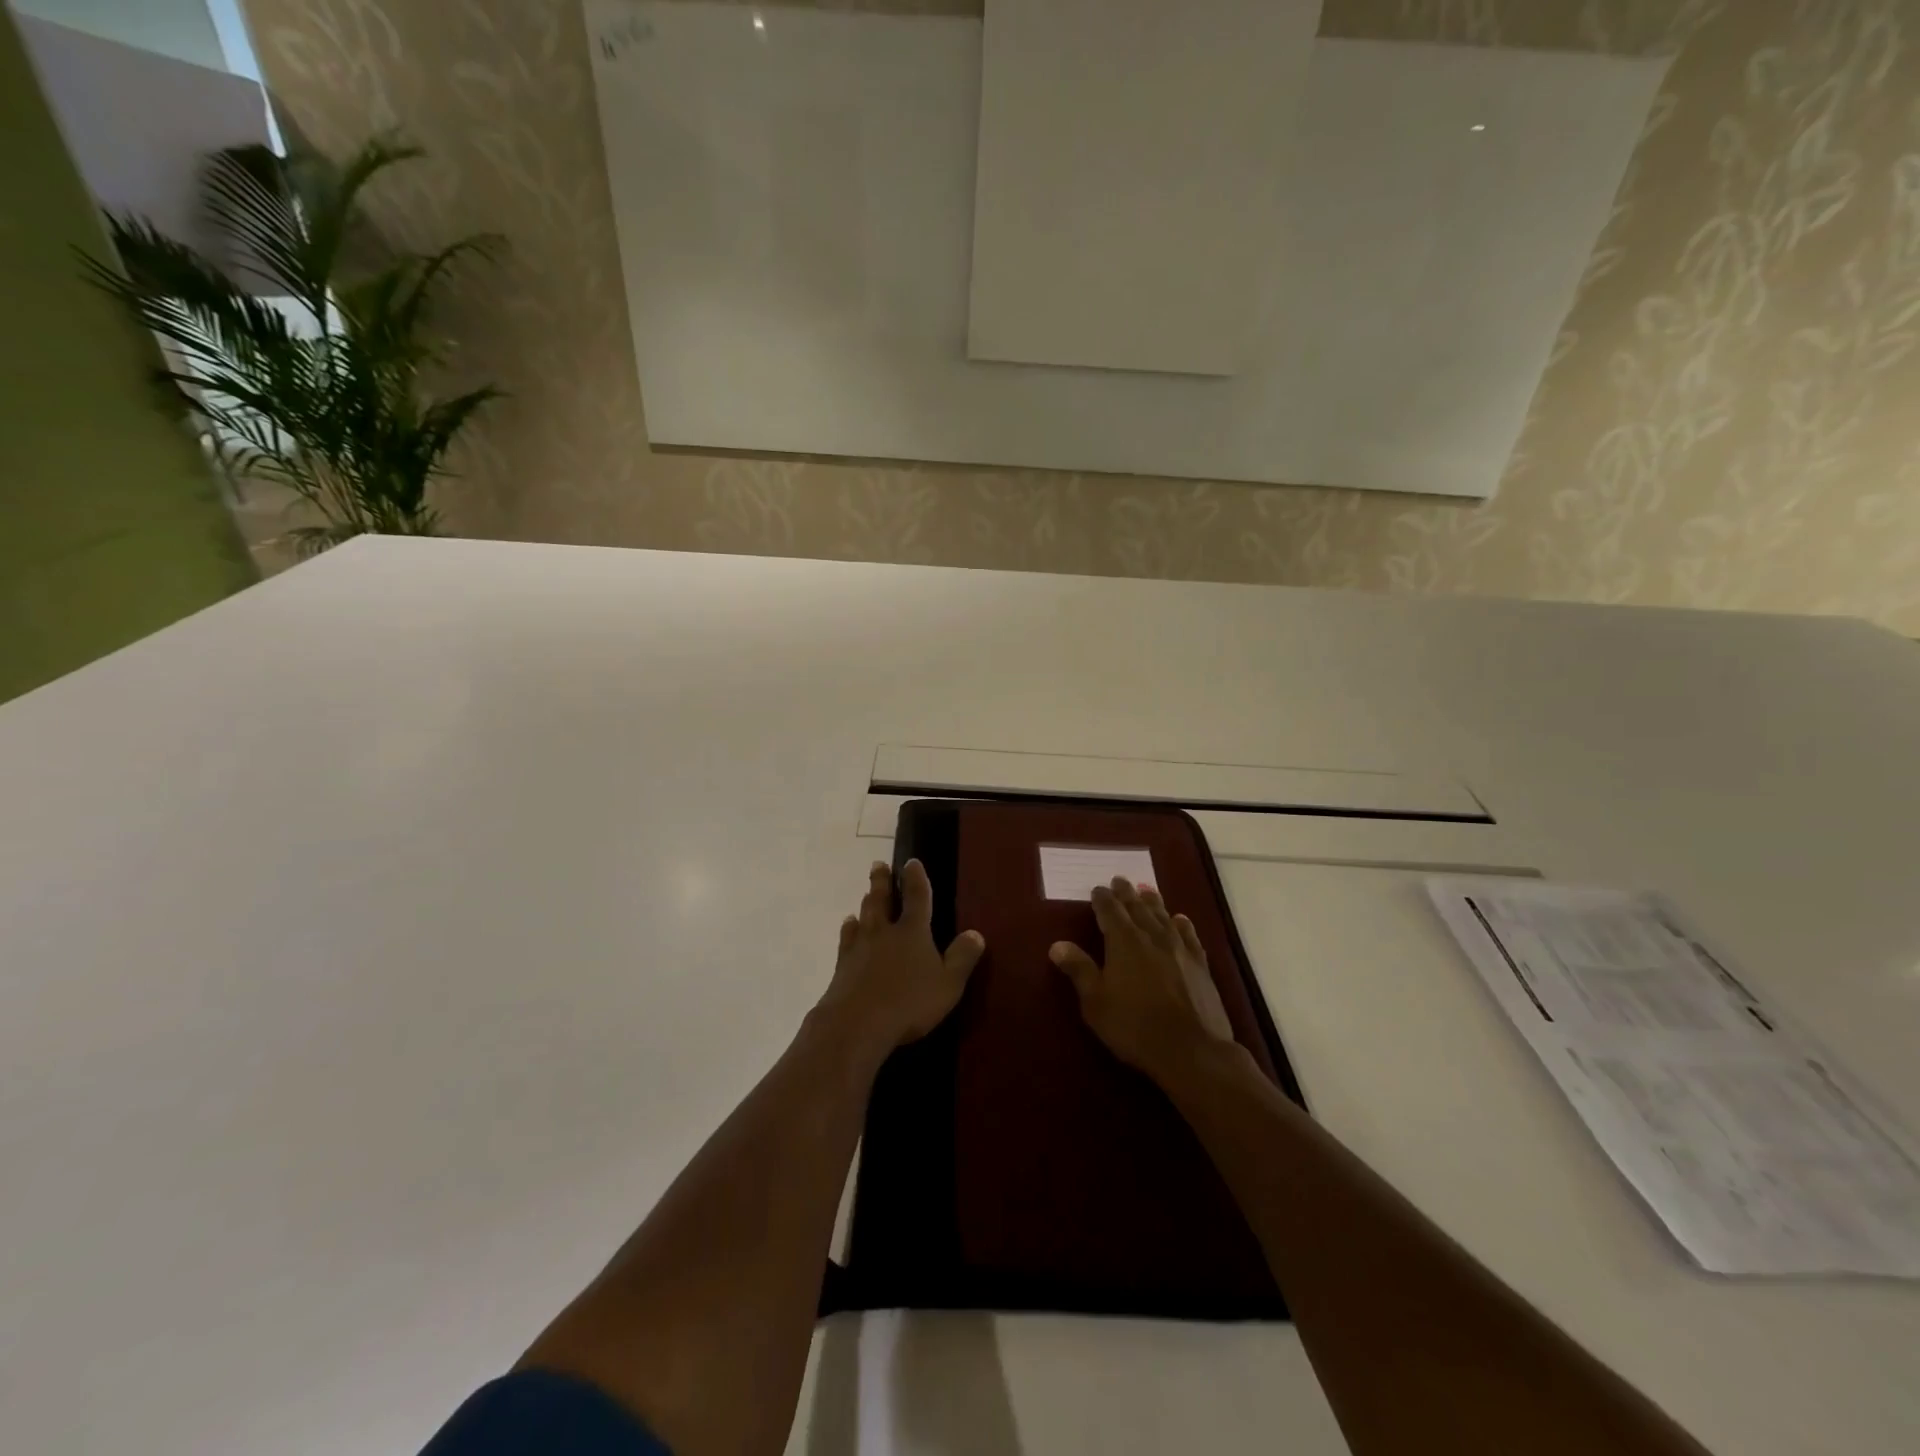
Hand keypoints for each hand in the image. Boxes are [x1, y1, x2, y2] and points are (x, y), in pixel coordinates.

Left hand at [816, 859, 986, 1056]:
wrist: (856, 1023)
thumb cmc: (909, 1003)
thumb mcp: (948, 984)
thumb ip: (962, 958)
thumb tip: (976, 933)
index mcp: (912, 932)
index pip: (916, 897)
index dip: (915, 878)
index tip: (911, 862)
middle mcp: (884, 932)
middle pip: (881, 900)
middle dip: (882, 881)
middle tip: (878, 865)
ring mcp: (860, 947)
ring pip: (863, 916)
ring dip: (866, 903)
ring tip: (865, 895)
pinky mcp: (842, 965)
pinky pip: (846, 939)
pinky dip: (848, 929)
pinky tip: (848, 927)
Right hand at [1050, 877, 1234, 1081]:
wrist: (1192, 1050)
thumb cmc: (1135, 1027)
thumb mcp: (1096, 1002)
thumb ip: (1079, 970)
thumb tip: (1057, 944)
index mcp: (1123, 941)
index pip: (1109, 911)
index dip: (1102, 898)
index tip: (1097, 889)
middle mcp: (1151, 936)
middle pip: (1136, 907)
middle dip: (1126, 893)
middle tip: (1119, 880)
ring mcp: (1179, 948)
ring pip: (1162, 916)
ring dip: (1152, 901)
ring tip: (1146, 890)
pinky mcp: (1200, 964)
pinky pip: (1189, 935)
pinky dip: (1181, 923)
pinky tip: (1180, 919)